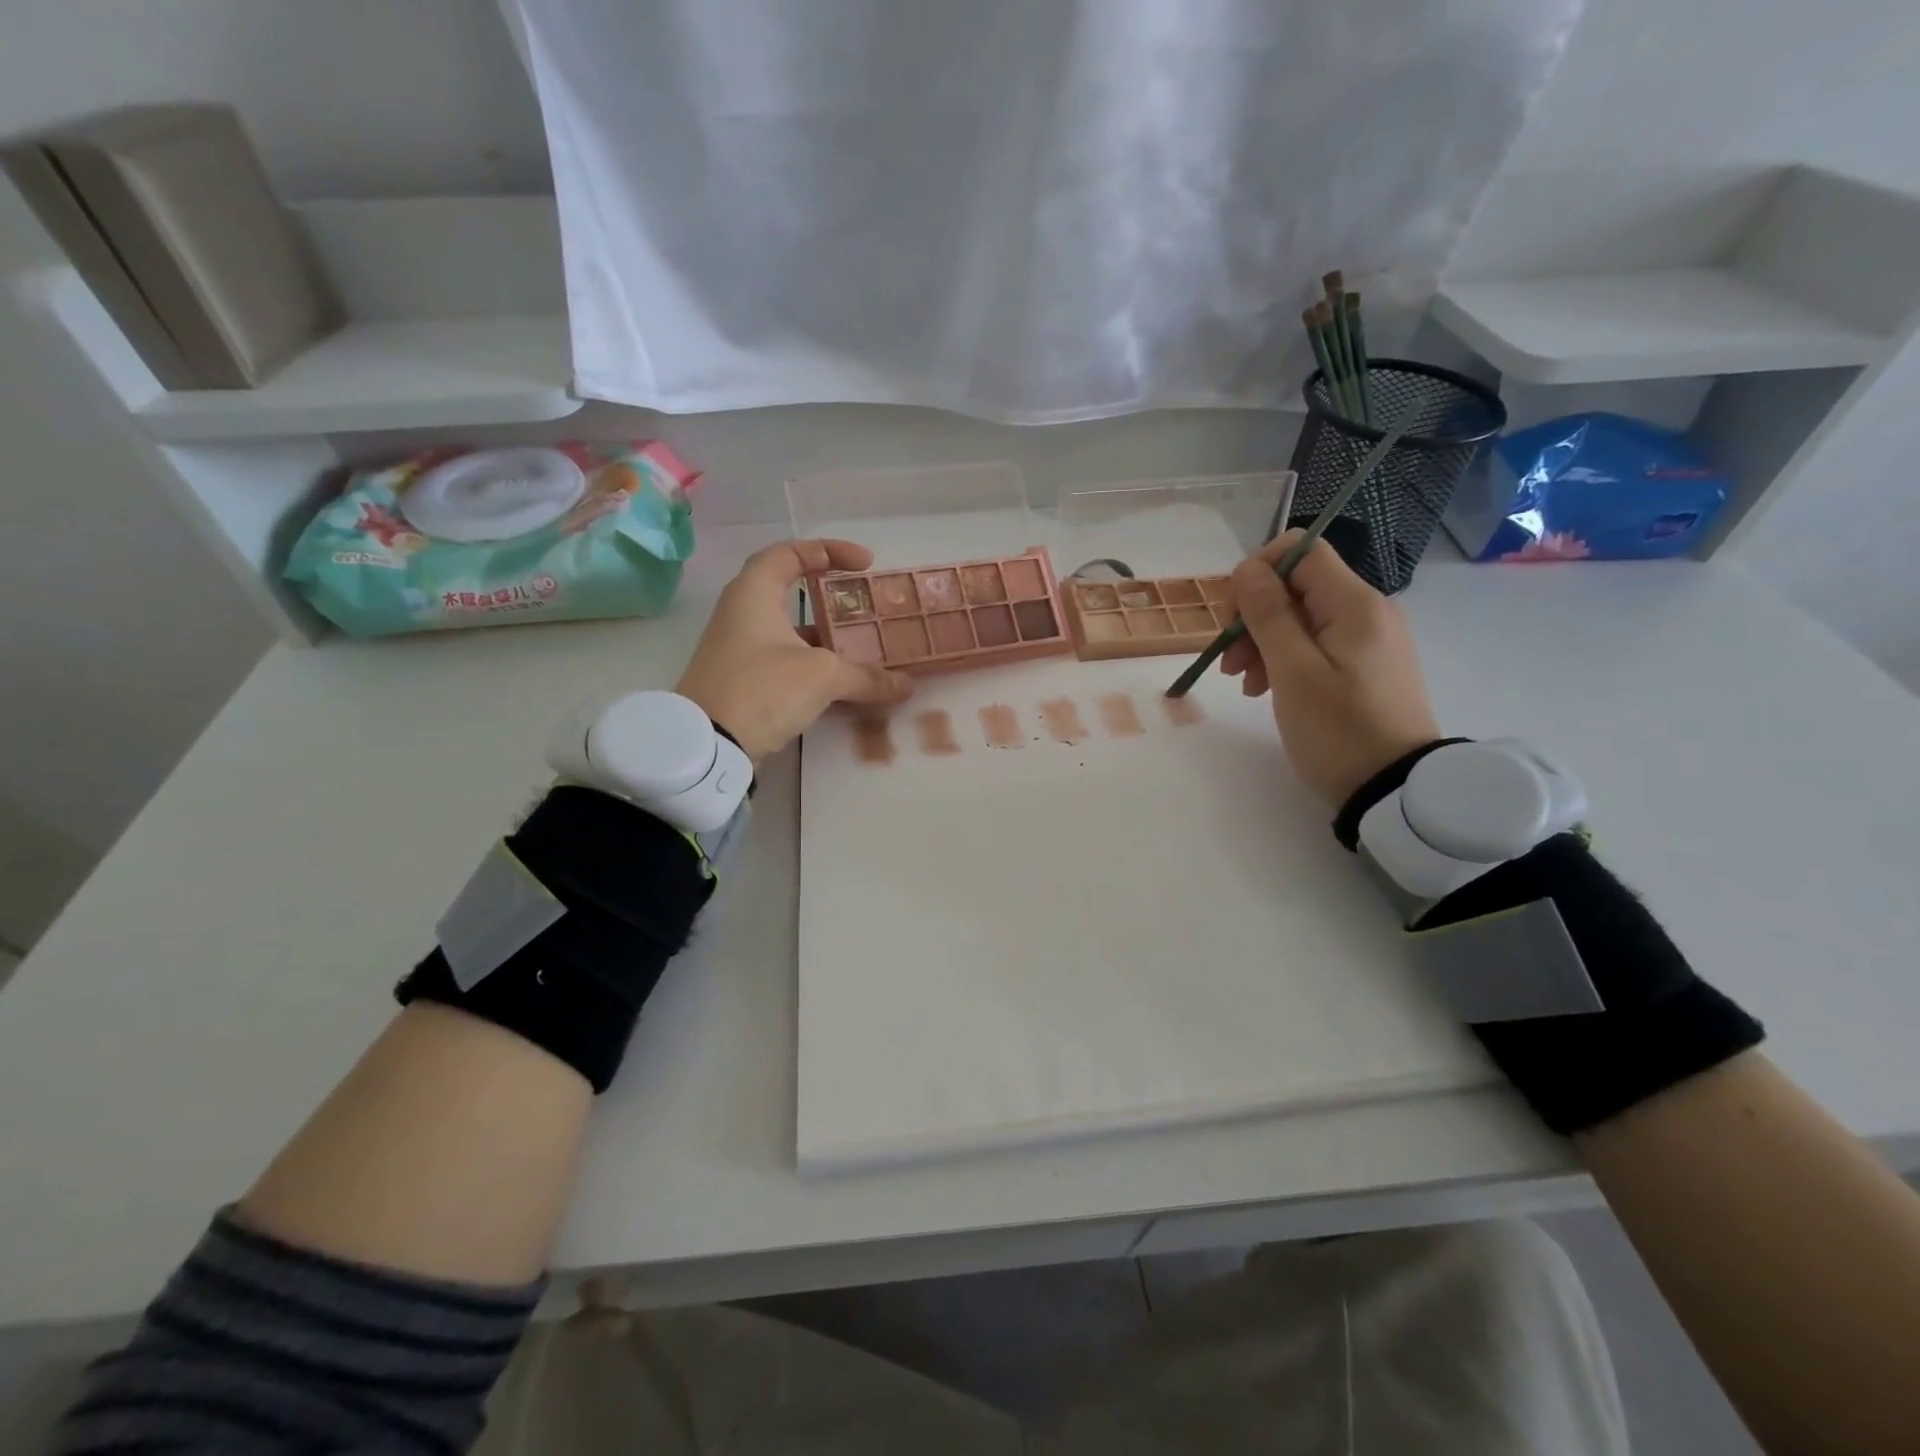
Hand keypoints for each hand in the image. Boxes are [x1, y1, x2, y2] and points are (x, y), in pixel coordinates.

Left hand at [676, 539, 913, 761]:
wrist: (708, 747)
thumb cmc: (762, 689)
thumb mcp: (822, 676)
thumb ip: (866, 676)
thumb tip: (905, 685)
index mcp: (753, 594)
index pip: (790, 552)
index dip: (830, 551)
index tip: (865, 565)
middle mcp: (741, 614)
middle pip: (789, 592)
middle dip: (831, 598)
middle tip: (864, 607)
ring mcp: (739, 649)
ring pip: (790, 632)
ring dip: (826, 638)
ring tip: (863, 649)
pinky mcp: (741, 681)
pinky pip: (785, 661)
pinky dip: (814, 666)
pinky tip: (842, 684)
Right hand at [1221, 530, 1441, 807]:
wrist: (1394, 790)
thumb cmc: (1338, 730)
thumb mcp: (1293, 672)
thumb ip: (1269, 615)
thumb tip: (1247, 569)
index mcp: (1354, 603)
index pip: (1300, 550)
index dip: (1257, 573)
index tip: (1233, 617)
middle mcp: (1366, 610)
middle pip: (1296, 586)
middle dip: (1254, 616)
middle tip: (1232, 663)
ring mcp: (1367, 638)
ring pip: (1301, 617)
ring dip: (1263, 642)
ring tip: (1246, 684)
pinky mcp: (1364, 665)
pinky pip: (1315, 643)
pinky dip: (1284, 658)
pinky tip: (1268, 689)